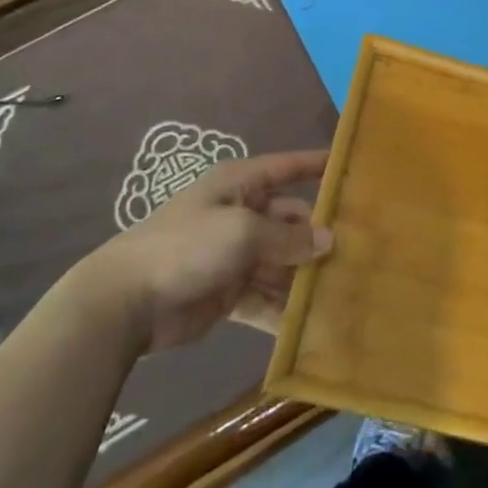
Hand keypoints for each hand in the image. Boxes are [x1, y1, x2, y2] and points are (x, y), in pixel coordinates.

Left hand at [77, 150, 331, 354]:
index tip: (353, 169)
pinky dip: (286, 309)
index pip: (287, 167)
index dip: (317, 164)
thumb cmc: (187, 246)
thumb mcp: (242, 232)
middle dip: (320, 236)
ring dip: (307, 275)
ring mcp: (236, 256)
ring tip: (348, 288)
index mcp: (240, 185)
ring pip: (284, 262)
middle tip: (362, 250)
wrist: (125, 302)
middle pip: (292, 220)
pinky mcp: (230, 294)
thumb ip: (288, 237)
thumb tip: (330, 240)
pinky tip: (315, 323)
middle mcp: (242, 215)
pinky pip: (268, 298)